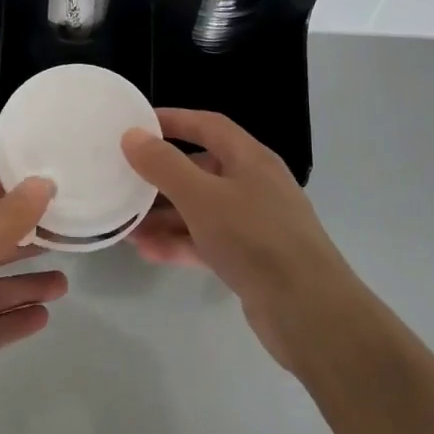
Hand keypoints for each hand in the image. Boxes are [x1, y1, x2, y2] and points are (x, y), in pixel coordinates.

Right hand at [122, 110, 345, 368]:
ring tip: (126, 224)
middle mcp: (254, 186)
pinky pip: (206, 241)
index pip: (208, 125)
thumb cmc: (255, 239)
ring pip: (200, 209)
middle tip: (123, 180)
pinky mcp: (250, 260)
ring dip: (164, 215)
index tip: (136, 125)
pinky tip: (147, 251)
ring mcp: (254, 225)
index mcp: (250, 160)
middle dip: (161, 176)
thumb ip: (164, 165)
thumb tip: (132, 135)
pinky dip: (179, 243)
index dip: (173, 120)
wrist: (309, 313)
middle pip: (201, 169)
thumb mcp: (202, 197)